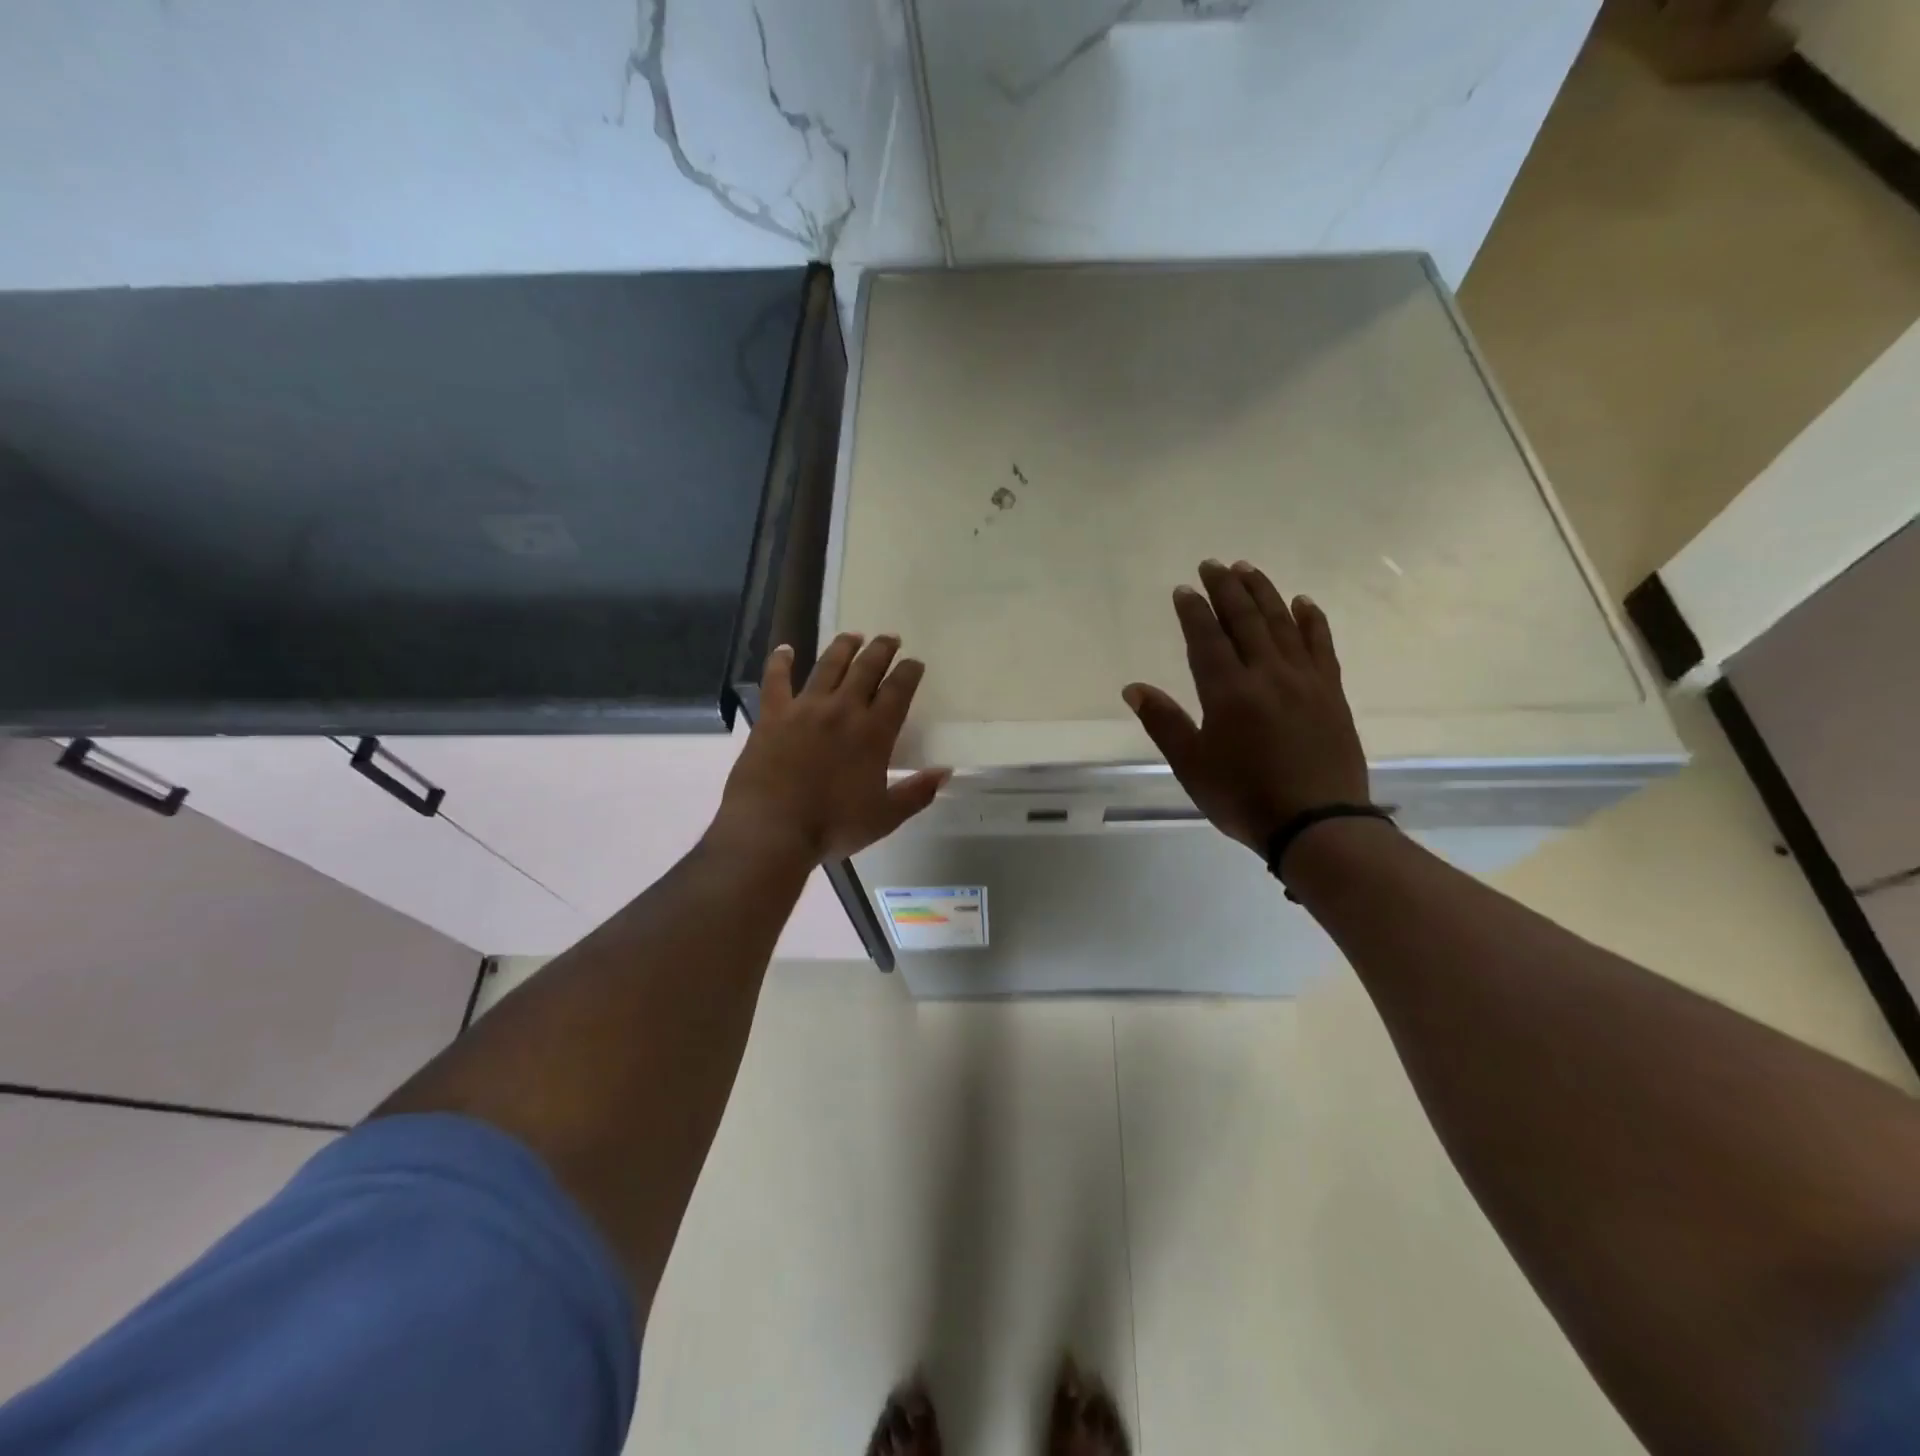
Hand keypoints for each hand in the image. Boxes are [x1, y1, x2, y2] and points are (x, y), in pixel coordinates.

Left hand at [713, 633, 948, 863]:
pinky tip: (785, 649)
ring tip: (852, 635)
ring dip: (843, 647)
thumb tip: (946, 772)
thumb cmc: (832, 826)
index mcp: (873, 732)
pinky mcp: (772, 715)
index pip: (898, 690)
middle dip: (881, 650)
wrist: (772, 830)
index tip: (915, 662)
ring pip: (828, 665)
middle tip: (889, 638)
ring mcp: (805, 708)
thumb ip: (917, 793)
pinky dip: (781, 662)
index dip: (909, 672)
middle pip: (866, 668)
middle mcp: (842, 709)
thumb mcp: (885, 817)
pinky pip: (777, 680)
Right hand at [1123, 559, 1368, 854]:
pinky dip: (1312, 620)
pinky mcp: (1331, 692)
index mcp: (1228, 692)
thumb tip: (1133, 688)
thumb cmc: (1244, 798)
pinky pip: (1321, 645)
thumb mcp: (1192, 766)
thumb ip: (1164, 723)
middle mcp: (1267, 674)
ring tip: (1248, 569)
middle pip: (1245, 620)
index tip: (1184, 589)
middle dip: (1226, 588)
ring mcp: (1304, 680)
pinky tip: (1303, 602)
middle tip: (1213, 565)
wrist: (1317, 823)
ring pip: (1282, 623)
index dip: (1194, 611)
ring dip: (1264, 592)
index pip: (1207, 638)